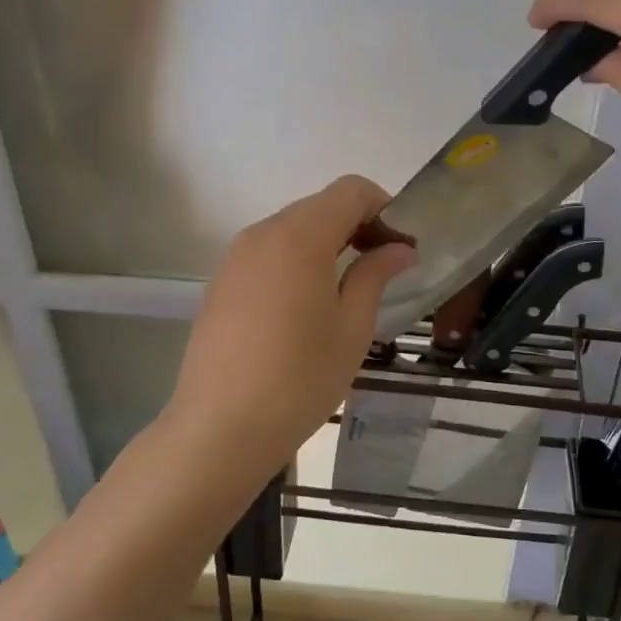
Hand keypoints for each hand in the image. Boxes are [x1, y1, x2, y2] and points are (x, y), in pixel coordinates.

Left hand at [164, 176, 416, 482]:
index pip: (350, 190)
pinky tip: (307, 305)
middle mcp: (263, 233)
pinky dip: (298, 260)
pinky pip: (269, 252)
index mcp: (300, 237)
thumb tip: (399, 248)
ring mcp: (236, 257)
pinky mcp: (221, 282)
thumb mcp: (352, 327)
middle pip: (320, 206)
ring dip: (328, 242)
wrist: (219, 430)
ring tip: (348, 288)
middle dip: (358, 225)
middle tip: (383, 267)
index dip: (383, 208)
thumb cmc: (299, 379)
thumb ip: (375, 275)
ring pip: (293, 228)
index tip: (401, 246)